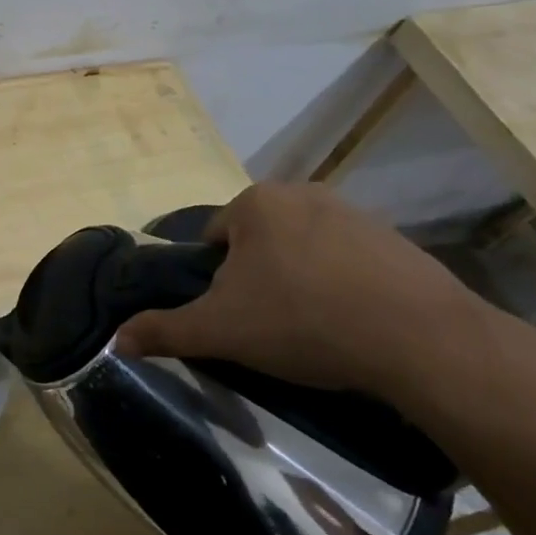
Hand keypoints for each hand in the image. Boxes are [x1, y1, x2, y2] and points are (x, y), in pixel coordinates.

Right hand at [117, 184, 489, 405]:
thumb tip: (116, 341)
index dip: (216, 280)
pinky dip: (342, 285)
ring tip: (313, 329)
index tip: (234, 316)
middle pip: (259, 241)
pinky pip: (348, 261)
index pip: (214, 237)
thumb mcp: (220, 330)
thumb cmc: (303, 321)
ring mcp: (354, 212)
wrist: (419, 339)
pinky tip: (353, 324)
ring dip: (300, 280)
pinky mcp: (395, 239)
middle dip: (258, 278)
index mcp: (256, 202)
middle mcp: (302, 193)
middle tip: (269, 325)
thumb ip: (164, 330)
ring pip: (303, 249)